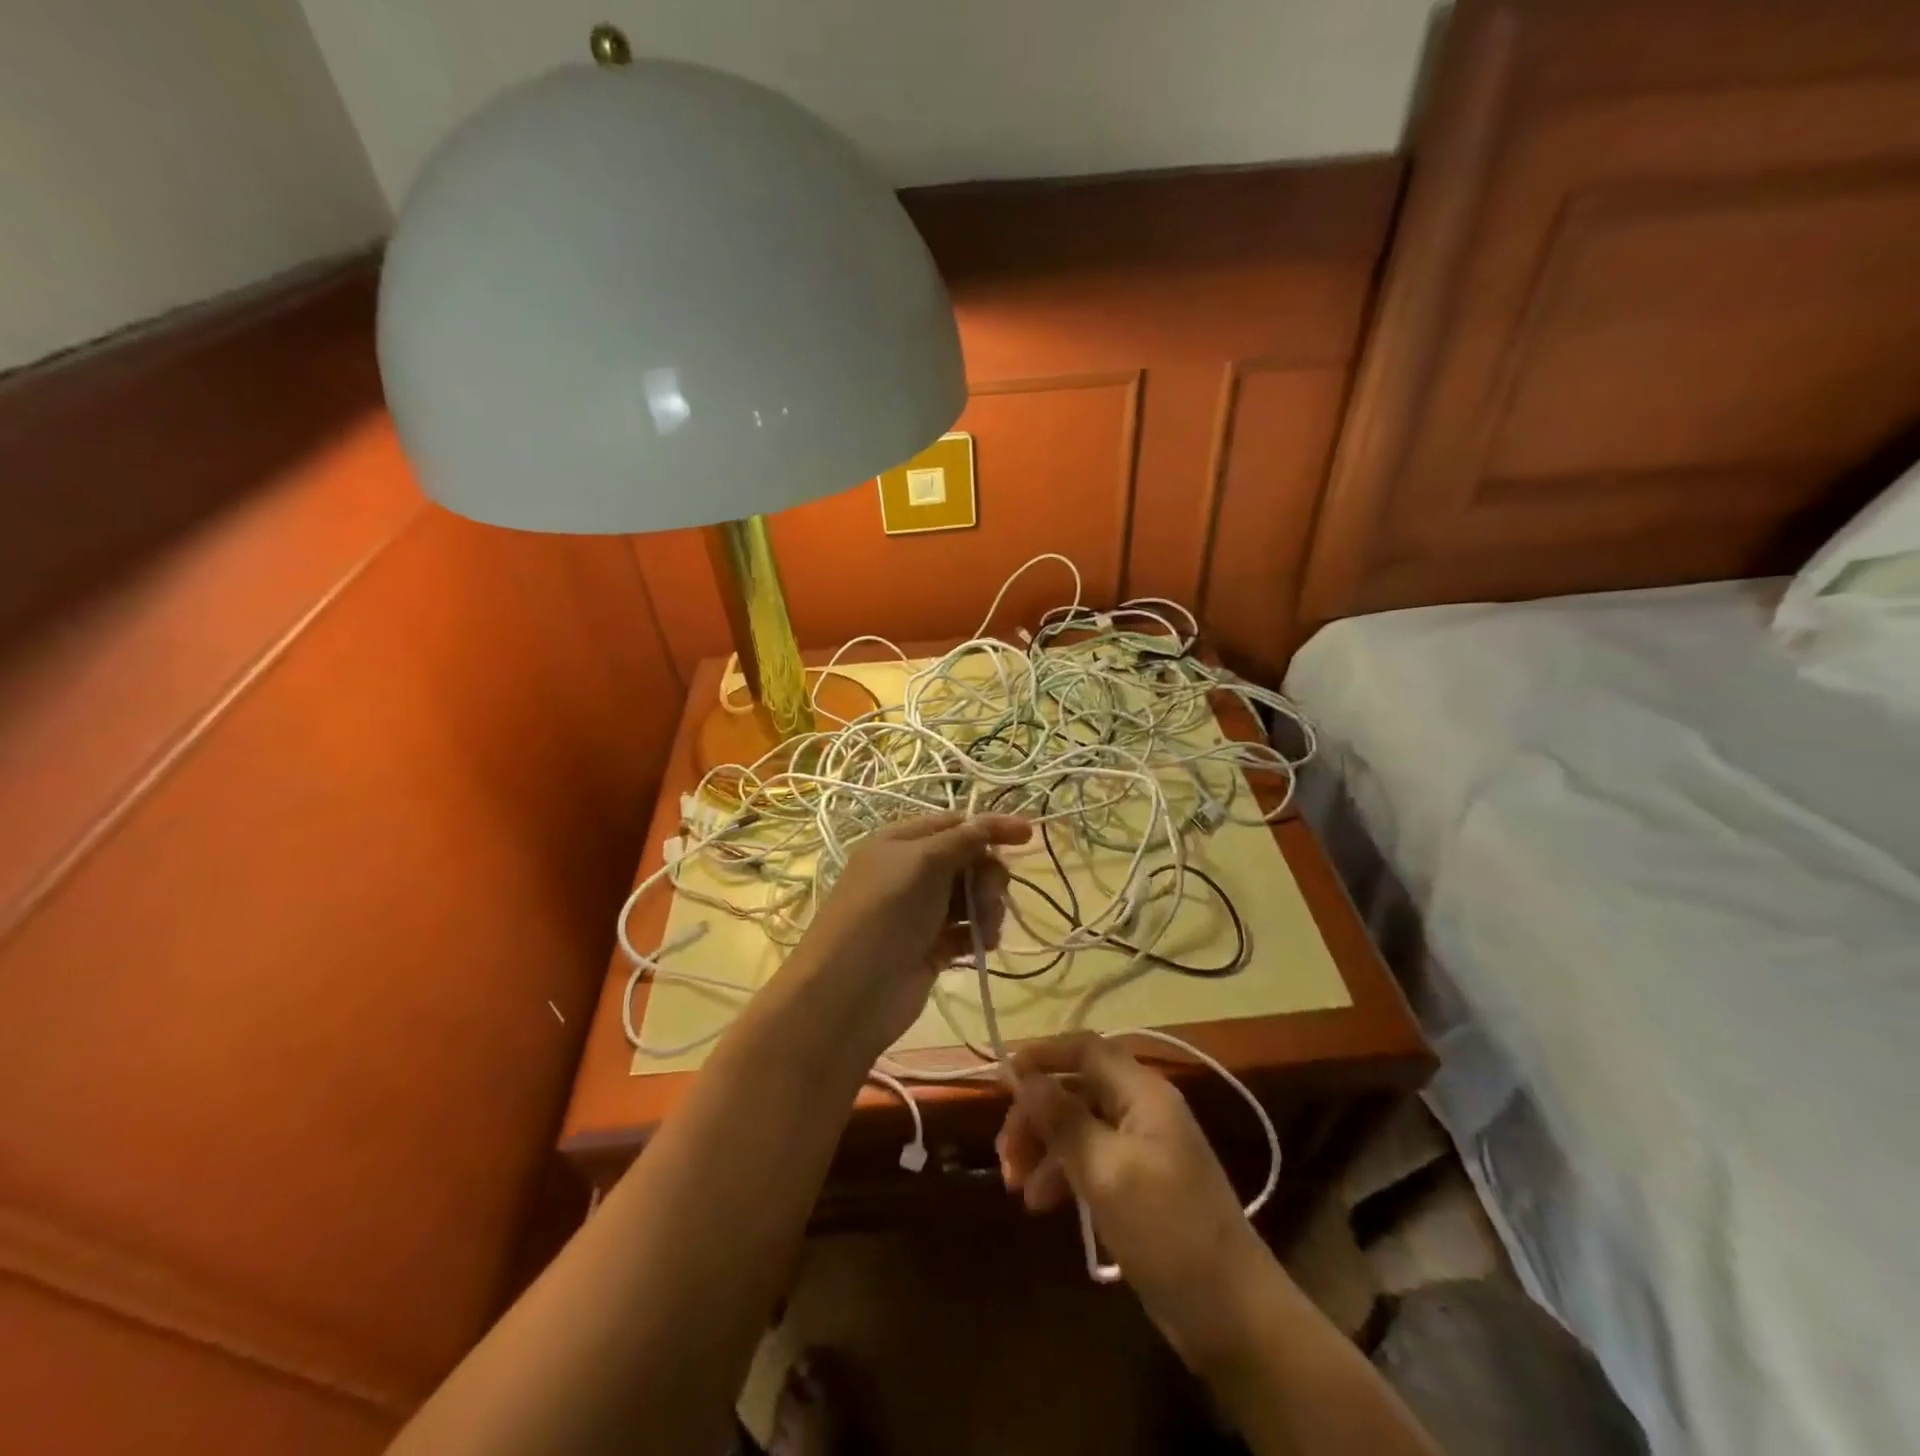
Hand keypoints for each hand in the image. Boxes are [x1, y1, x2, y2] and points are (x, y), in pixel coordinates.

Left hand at [788, 812, 1031, 1059]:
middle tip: (987, 894)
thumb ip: (964, 839)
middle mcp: (910, 873)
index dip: (990, 827)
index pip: (954, 824)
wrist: (851, 990)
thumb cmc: (885, 911)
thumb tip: (994, 820)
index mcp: (900, 842)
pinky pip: (967, 930)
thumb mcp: (924, 862)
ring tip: (985, 928)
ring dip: (987, 907)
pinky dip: (979, 934)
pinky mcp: (931, 948)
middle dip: (987, 874)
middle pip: (968, 860)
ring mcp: (920, 912)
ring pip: (971, 896)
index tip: (1028, 837)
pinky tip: (982, 945)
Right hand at [996, 1033, 1272, 1370]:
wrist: (1234, 1316)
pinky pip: (1093, 1160)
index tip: (1003, 1077)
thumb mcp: (1107, 1173)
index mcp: (1143, 1093)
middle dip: (1037, 1114)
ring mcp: (1145, 1147)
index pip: (1086, 1049)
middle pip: (1078, 1088)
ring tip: (1017, 1188)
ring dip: (1045, 1148)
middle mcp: (1144, 1109)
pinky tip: (1043, 1204)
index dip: (1043, 1054)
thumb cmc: (1168, 1231)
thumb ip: (1064, 1120)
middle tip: (1005, 1153)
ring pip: (1081, 1126)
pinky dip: (1064, 1174)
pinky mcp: (1142, 1184)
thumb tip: (1027, 1078)